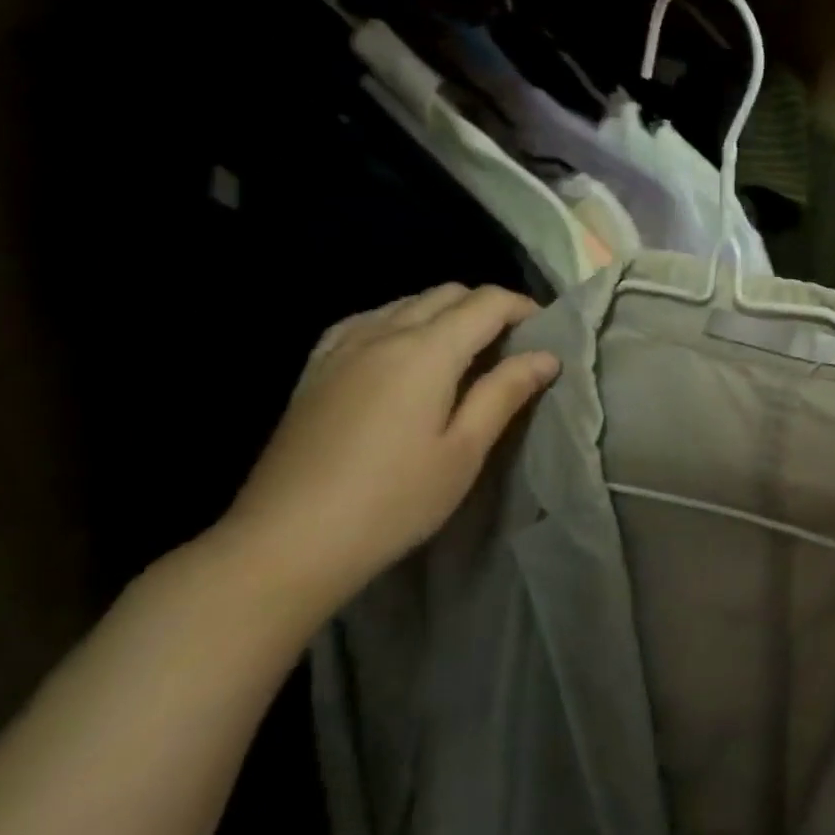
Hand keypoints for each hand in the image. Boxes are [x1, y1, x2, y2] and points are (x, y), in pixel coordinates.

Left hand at [216, 285, 559, 626]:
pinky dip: (403, 322)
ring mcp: (341, 347)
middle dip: (488, 308)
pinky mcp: (316, 368)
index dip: (524, 308)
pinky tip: (408, 357)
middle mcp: (382, 333)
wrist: (285, 541)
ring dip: (447, 313)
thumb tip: (546, 356)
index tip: (548, 334)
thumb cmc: (393, 500)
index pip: (486, 302)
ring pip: (407, 302)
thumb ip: (505, 393)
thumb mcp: (464, 451)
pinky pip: (369, 320)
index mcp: (425, 352)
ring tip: (468, 354)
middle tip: (515, 346)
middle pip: (447, 294)